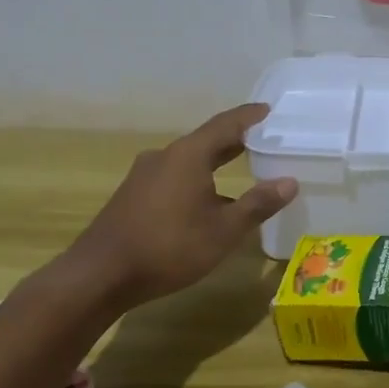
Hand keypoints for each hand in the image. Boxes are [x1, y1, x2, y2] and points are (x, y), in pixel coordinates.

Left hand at [57, 104, 295, 307]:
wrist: (98, 276)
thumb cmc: (168, 247)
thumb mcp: (223, 230)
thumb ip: (258, 204)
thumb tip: (290, 182)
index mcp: (189, 155)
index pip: (226, 124)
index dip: (250, 116)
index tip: (269, 111)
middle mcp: (165, 156)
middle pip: (207, 140)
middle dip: (235, 139)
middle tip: (263, 139)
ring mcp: (144, 176)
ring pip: (188, 160)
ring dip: (215, 161)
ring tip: (240, 168)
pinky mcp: (133, 196)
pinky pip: (174, 176)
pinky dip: (197, 178)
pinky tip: (206, 201)